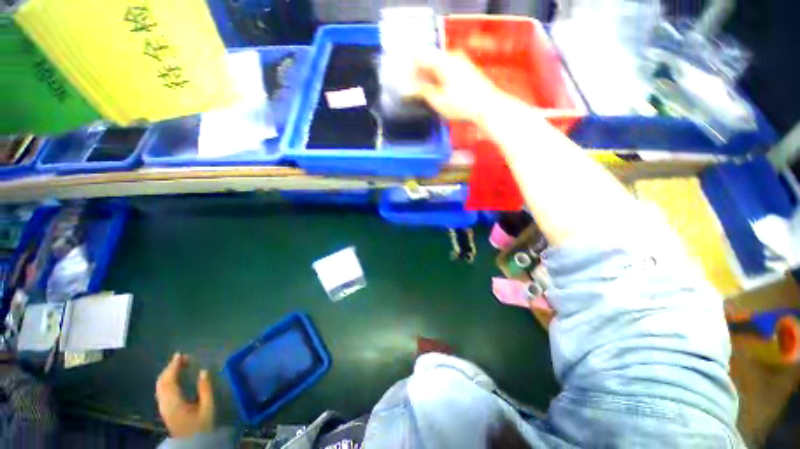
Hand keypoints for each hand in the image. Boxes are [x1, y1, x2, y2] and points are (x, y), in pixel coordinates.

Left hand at [156, 353, 214, 437]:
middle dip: (170, 368)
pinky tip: (175, 379)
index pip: (170, 380)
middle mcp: (164, 403)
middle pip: (162, 382)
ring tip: (179, 365)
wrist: (192, 443)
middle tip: (182, 358)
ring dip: (168, 373)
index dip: (174, 366)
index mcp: (174, 402)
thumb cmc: (201, 425)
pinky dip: (167, 380)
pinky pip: (162, 390)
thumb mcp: (208, 407)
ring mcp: (163, 407)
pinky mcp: (165, 409)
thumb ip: (205, 389)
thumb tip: (203, 371)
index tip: (181, 354)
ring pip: (160, 386)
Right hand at [413, 50, 504, 122]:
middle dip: (420, 74)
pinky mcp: (466, 70)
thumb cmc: (462, 105)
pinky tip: (438, 90)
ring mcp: (461, 62)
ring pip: (439, 66)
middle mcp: (452, 57)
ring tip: (424, 92)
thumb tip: (410, 88)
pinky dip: (439, 78)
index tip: (405, 81)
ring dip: (429, 77)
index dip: (410, 69)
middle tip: (413, 89)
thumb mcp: (438, 101)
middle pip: (430, 61)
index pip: (420, 58)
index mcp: (443, 61)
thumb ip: (423, 92)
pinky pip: (447, 70)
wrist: (487, 107)